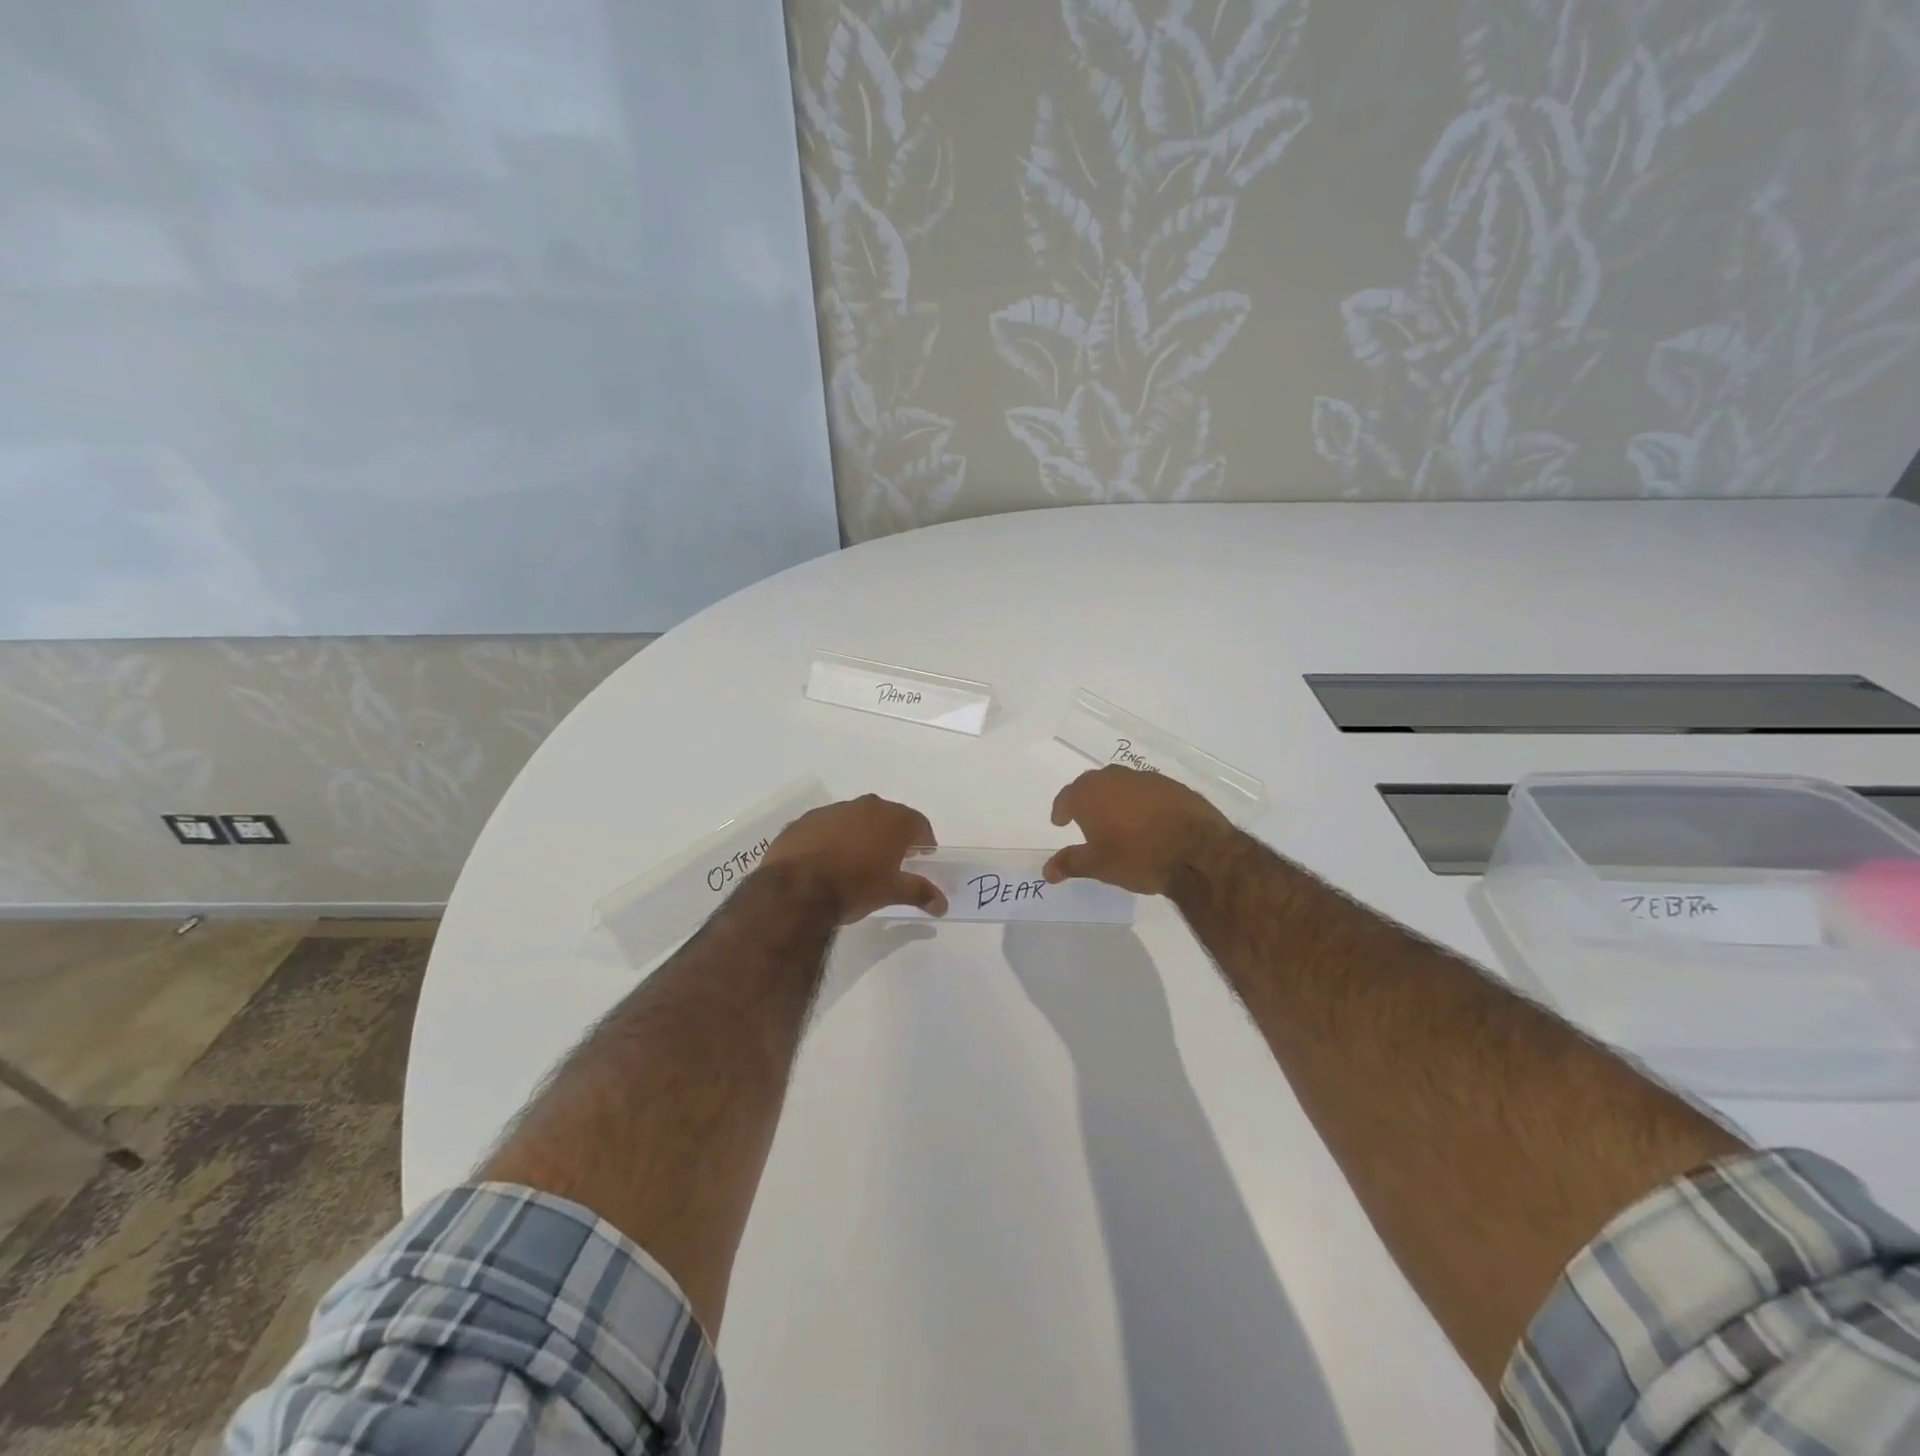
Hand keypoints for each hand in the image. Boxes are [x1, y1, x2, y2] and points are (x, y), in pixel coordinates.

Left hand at [761, 794, 946, 922]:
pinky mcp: (804, 820)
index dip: (924, 841)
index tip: (922, 857)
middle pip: (887, 817)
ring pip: (854, 819)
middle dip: (892, 835)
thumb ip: (919, 892)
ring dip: (860, 835)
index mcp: (892, 819)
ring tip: (856, 862)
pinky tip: (826, 862)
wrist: (796, 890)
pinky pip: (826, 827)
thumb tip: (942, 903)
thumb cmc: (854, 887)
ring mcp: (832, 810)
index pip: (919, 824)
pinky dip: (831, 839)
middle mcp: (865, 806)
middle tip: (891, 860)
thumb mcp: (891, 892)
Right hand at [1043, 766, 1232, 896]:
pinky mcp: (1172, 785)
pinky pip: (1146, 790)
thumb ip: (1070, 863)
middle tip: (1084, 818)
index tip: (1060, 821)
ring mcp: (1145, 779)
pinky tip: (1147, 820)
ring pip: (1121, 784)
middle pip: (1092, 785)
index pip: (1067, 797)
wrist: (1197, 850)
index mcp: (1090, 794)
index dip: (1061, 810)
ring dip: (1114, 798)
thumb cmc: (1137, 857)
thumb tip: (1046, 871)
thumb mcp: (1098, 866)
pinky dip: (1140, 802)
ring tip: (1116, 819)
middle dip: (1085, 799)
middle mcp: (1114, 778)